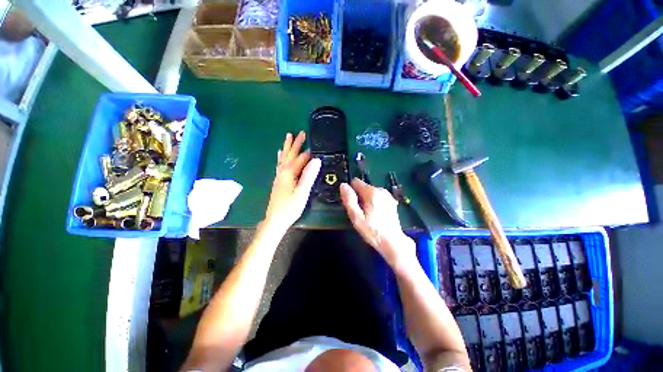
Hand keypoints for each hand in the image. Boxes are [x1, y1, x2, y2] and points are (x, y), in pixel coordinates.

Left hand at [264, 131, 320, 231]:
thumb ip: (309, 175)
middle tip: (301, 132)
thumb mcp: (302, 192)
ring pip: (284, 158)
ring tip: (288, 136)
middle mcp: (282, 171)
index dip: (309, 153)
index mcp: (289, 173)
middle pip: (290, 155)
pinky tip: (280, 154)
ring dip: (287, 147)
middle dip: (296, 143)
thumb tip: (316, 160)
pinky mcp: (278, 180)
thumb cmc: (290, 207)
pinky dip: (281, 157)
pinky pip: (280, 164)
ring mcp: (279, 176)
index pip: (301, 159)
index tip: (316, 145)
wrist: (275, 220)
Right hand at [340, 178, 415, 268]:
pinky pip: (378, 197)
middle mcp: (381, 190)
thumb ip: (349, 200)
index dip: (351, 191)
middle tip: (360, 213)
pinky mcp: (392, 201)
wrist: (393, 242)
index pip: (356, 182)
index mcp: (372, 192)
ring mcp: (388, 195)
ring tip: (369, 215)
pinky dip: (375, 202)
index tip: (352, 203)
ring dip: (367, 200)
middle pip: (363, 188)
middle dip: (359, 197)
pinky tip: (376, 214)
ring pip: (371, 192)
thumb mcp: (356, 217)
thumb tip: (343, 185)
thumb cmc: (372, 231)